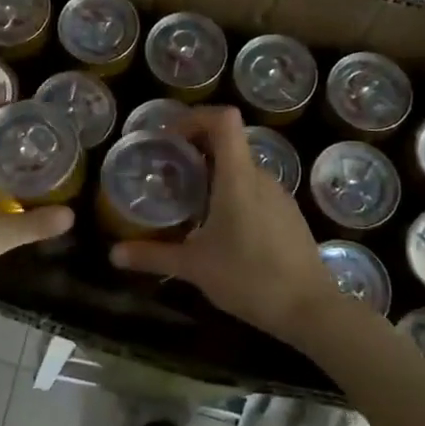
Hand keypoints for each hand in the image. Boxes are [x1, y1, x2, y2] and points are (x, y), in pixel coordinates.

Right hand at [110, 106, 339, 345]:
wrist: (310, 308)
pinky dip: (233, 192)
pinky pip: (256, 189)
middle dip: (196, 149)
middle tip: (168, 172)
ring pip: (242, 168)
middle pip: (229, 142)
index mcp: (237, 176)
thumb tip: (114, 254)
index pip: (223, 119)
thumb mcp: (194, 266)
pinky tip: (220, 227)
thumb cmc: (249, 277)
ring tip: (189, 201)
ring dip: (214, 173)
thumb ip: (153, 255)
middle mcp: (261, 176)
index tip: (170, 138)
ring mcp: (279, 195)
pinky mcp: (288, 215)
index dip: (195, 117)